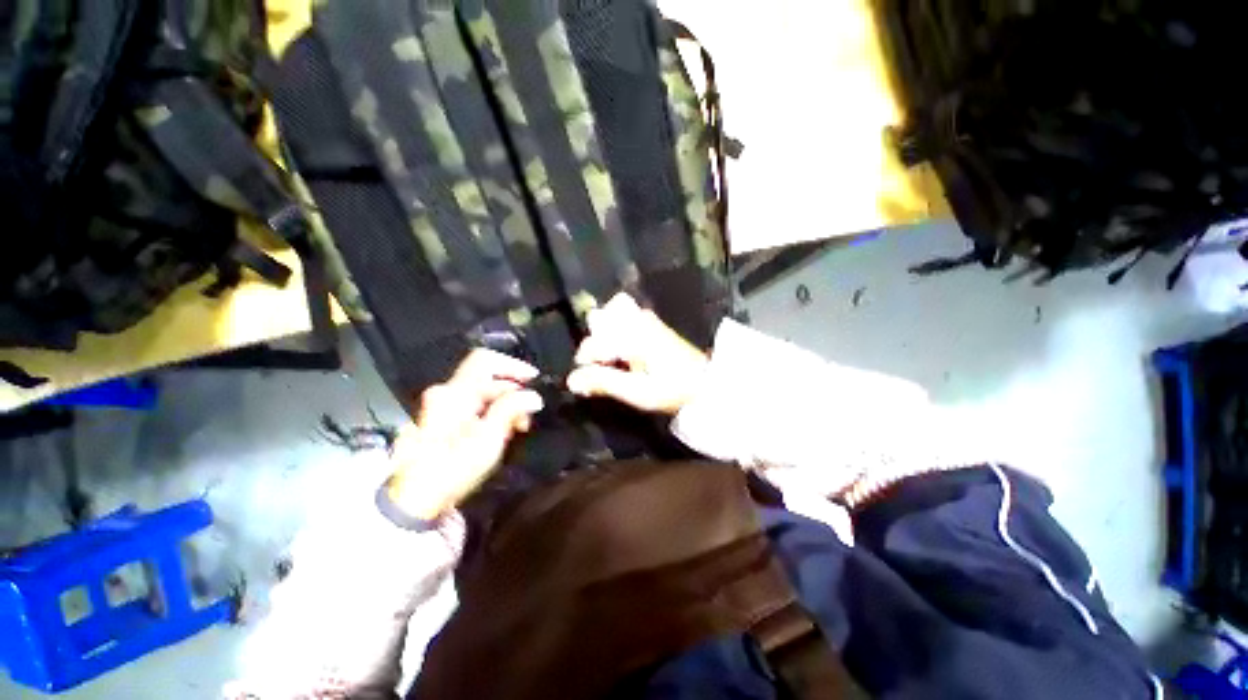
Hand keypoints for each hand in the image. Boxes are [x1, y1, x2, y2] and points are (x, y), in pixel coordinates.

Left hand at [387, 349, 543, 519]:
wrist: (418, 499)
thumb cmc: (453, 468)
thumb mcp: (488, 439)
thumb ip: (511, 410)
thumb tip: (533, 395)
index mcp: (455, 393)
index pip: (486, 361)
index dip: (513, 365)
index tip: (534, 380)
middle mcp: (447, 392)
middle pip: (488, 377)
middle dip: (514, 391)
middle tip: (529, 415)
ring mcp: (443, 404)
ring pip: (484, 391)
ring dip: (506, 403)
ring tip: (519, 426)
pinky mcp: (444, 417)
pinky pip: (476, 402)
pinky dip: (494, 410)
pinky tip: (503, 428)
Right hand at [566, 293, 708, 414]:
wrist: (706, 384)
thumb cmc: (671, 389)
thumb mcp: (636, 391)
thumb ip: (603, 382)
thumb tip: (571, 380)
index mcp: (631, 336)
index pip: (594, 342)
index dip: (585, 362)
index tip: (587, 382)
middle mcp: (637, 321)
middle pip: (601, 319)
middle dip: (594, 342)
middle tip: (601, 365)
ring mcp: (647, 320)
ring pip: (613, 314)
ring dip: (605, 334)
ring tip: (611, 358)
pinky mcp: (653, 324)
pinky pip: (626, 316)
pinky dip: (617, 330)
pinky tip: (625, 352)